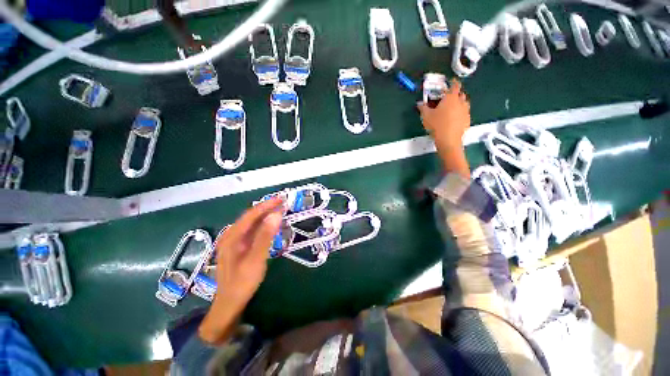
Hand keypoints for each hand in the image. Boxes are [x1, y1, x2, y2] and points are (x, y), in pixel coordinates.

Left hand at [198, 197, 283, 343]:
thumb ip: (265, 237)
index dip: (267, 205)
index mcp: (232, 237)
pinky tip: (270, 225)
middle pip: (250, 217)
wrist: (229, 305)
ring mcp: (234, 241)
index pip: (251, 215)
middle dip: (267, 208)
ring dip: (265, 216)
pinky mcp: (238, 247)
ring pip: (251, 223)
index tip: (281, 199)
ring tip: (279, 210)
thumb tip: (276, 215)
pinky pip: (252, 231)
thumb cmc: (242, 283)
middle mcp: (231, 235)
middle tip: (283, 203)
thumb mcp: (255, 260)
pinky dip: (263, 226)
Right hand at [417, 79, 470, 148]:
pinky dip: (460, 114)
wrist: (448, 139)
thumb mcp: (426, 116)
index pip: (455, 85)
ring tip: (450, 109)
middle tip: (447, 99)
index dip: (453, 82)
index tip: (451, 81)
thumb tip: (419, 103)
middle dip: (455, 94)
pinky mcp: (467, 120)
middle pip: (460, 94)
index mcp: (451, 98)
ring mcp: (466, 111)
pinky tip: (453, 120)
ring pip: (464, 103)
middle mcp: (461, 102)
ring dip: (458, 104)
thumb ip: (423, 107)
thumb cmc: (436, 125)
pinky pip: (464, 113)